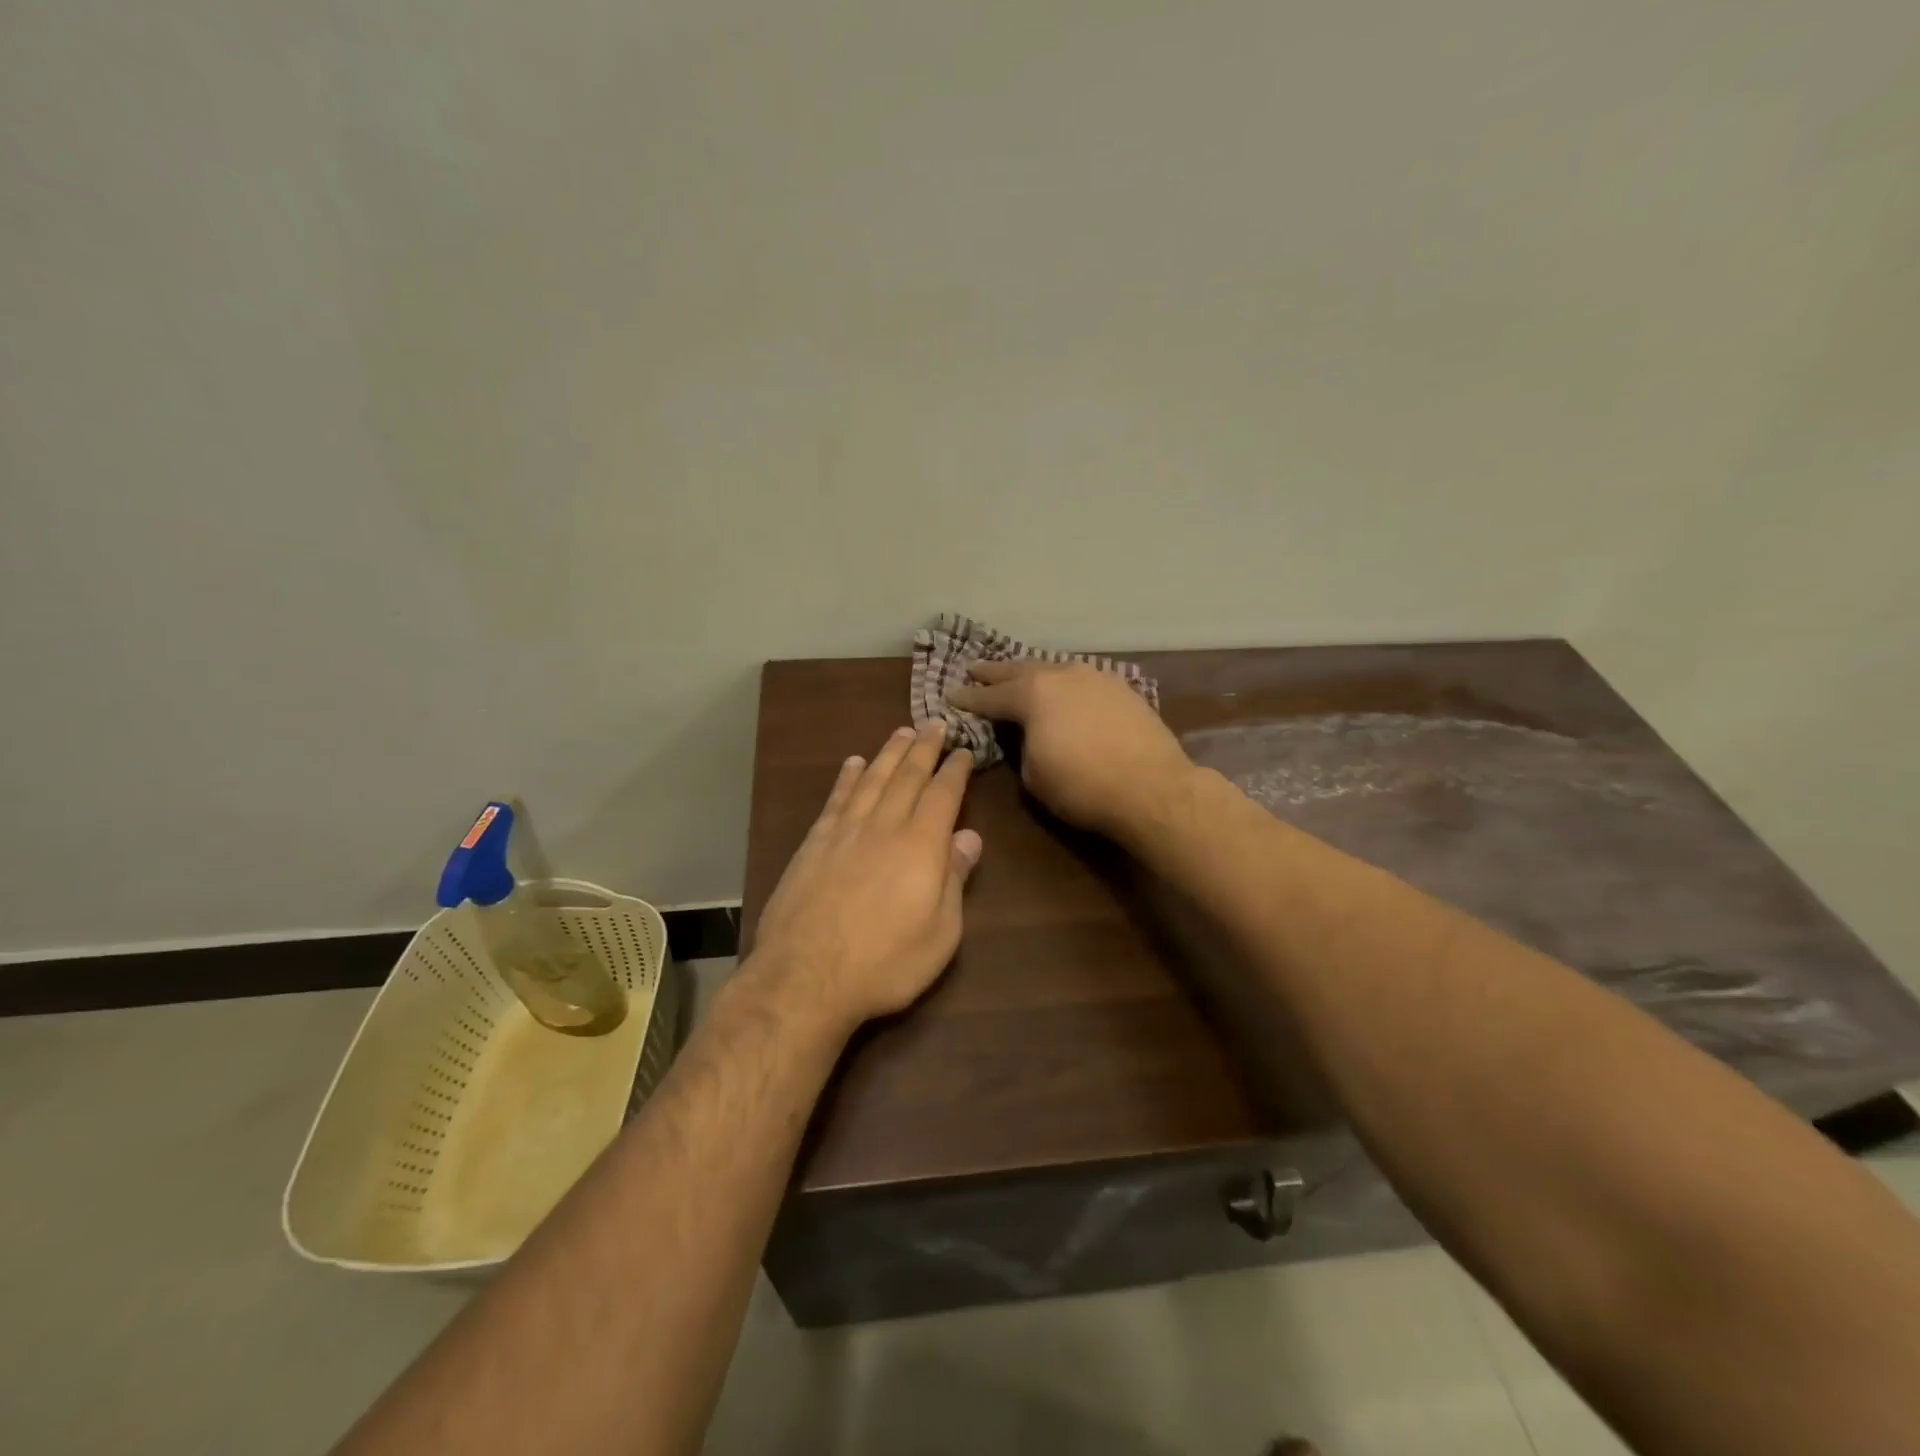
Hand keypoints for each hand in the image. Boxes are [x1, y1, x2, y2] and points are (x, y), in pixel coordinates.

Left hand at [748, 723, 981, 1031]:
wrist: (806, 977)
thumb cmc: (885, 962)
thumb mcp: (940, 933)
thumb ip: (955, 879)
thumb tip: (970, 836)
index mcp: (921, 845)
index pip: (943, 795)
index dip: (955, 770)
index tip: (964, 750)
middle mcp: (884, 826)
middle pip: (907, 776)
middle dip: (924, 749)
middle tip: (935, 724)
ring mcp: (845, 832)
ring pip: (872, 779)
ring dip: (888, 753)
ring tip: (901, 733)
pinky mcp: (814, 844)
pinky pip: (836, 799)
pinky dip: (847, 778)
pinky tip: (853, 764)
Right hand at [948, 661, 1193, 839]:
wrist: (1152, 787)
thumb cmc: (1083, 786)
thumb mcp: (1033, 774)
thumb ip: (1021, 747)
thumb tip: (1027, 737)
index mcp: (1032, 694)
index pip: (990, 696)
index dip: (968, 698)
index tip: (951, 695)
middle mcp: (1061, 674)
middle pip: (1019, 669)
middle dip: (994, 672)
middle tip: (975, 669)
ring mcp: (1095, 677)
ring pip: (1053, 668)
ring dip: (1031, 672)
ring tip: (1018, 674)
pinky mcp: (1121, 688)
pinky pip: (1080, 679)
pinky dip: (1063, 683)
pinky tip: (1062, 688)